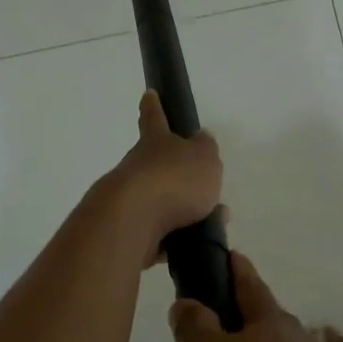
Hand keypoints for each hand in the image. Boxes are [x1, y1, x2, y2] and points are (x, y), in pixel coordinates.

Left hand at [98, 91, 222, 246]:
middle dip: (181, 175)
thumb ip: (205, 149)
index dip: (154, 106)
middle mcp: (138, 166)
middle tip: (206, 187)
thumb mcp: (204, 158)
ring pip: (162, 202)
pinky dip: (175, 239)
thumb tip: (201, 139)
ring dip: (185, 211)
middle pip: (160, 165)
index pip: (154, 118)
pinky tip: (193, 247)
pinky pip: (158, 234)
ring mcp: (131, 199)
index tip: (148, 94)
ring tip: (213, 222)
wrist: (132, 222)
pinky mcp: (129, 231)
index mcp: (155, 142)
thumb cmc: (173, 180)